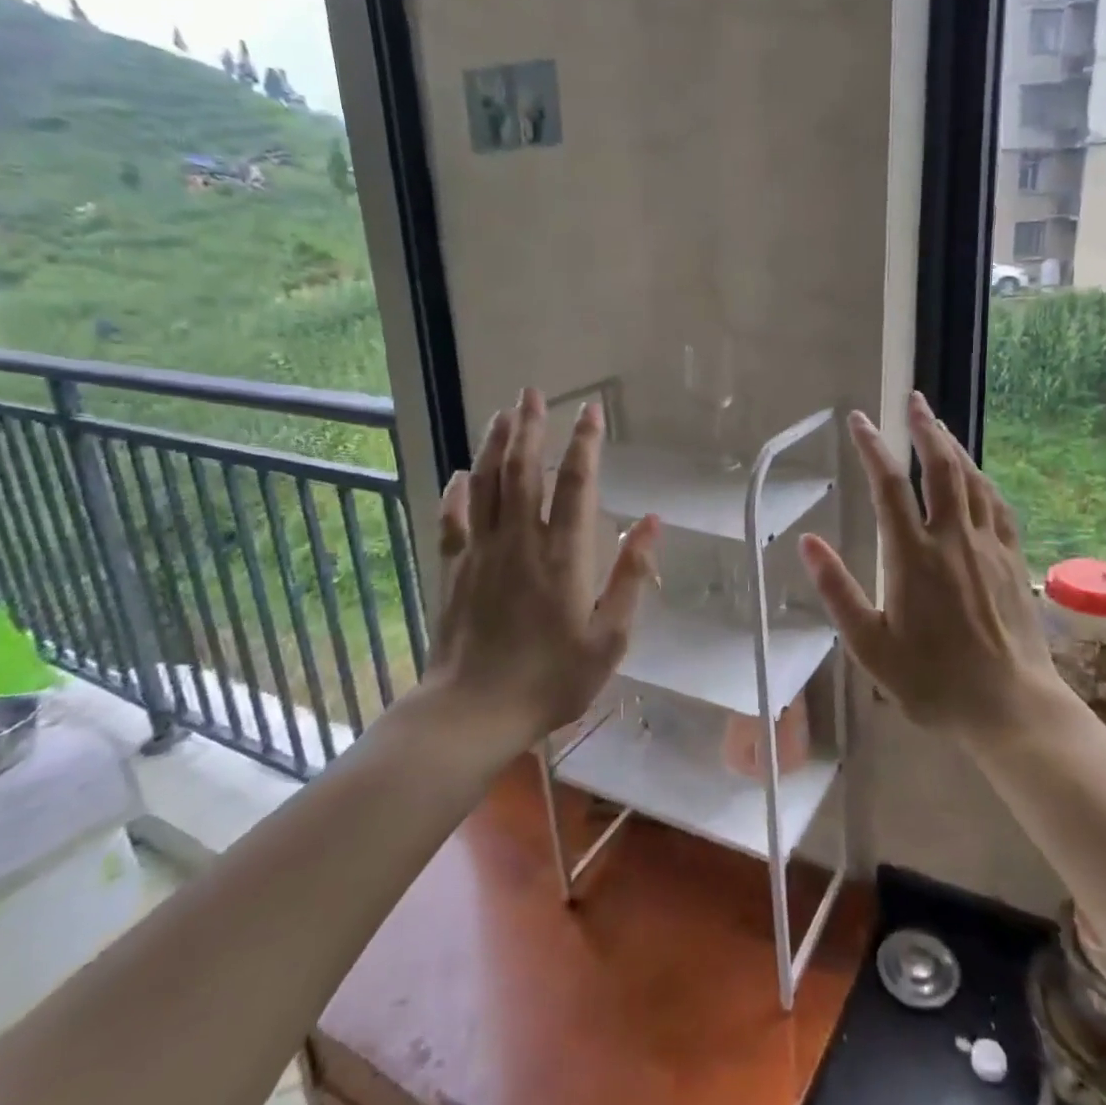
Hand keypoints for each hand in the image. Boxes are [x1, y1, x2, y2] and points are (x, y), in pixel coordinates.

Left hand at [420, 389, 659, 741]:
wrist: (473, 712)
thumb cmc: (551, 680)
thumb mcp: (609, 638)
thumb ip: (630, 577)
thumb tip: (652, 523)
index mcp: (563, 555)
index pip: (575, 483)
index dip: (584, 443)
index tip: (590, 410)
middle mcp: (520, 541)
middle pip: (522, 470)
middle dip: (530, 427)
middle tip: (531, 392)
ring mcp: (481, 553)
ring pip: (485, 485)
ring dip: (494, 445)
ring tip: (502, 413)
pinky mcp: (454, 570)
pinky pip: (453, 520)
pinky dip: (456, 493)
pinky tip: (460, 474)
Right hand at [798, 392, 1066, 738]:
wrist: (1009, 706)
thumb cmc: (931, 681)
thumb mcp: (869, 646)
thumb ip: (837, 591)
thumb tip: (807, 542)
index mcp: (913, 557)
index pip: (889, 486)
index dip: (872, 447)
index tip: (858, 420)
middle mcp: (953, 540)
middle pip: (941, 468)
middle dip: (924, 429)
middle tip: (913, 400)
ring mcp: (989, 547)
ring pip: (973, 480)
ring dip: (954, 446)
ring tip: (938, 425)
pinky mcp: (1014, 560)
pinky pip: (998, 506)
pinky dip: (983, 480)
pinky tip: (977, 475)